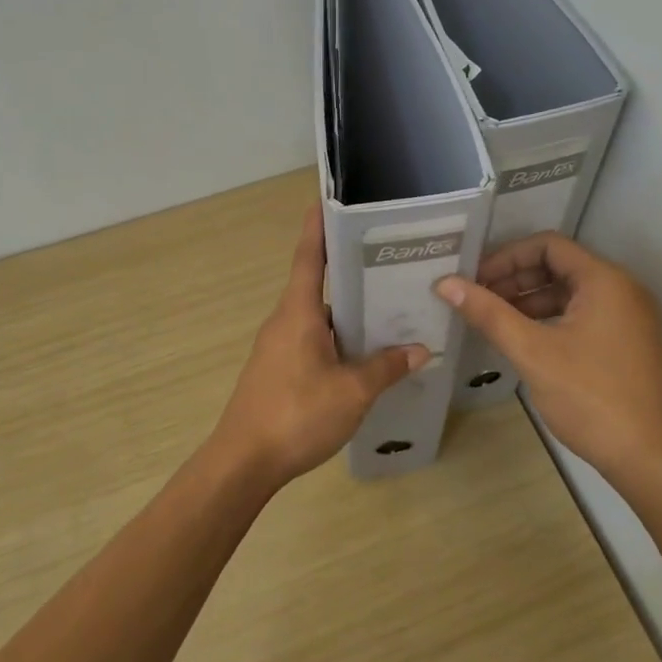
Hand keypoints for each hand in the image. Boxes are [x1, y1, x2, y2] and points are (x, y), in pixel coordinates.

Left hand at [210, 204, 428, 487]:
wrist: (243, 462)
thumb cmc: (296, 415)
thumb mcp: (351, 392)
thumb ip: (385, 367)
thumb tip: (418, 349)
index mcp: (298, 313)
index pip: (309, 257)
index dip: (318, 227)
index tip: (329, 200)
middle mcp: (284, 322)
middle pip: (317, 285)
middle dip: (348, 270)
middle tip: (388, 260)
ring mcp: (278, 347)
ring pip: (317, 318)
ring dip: (347, 311)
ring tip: (386, 308)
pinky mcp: (277, 371)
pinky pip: (312, 341)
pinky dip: (337, 338)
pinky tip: (362, 355)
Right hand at [436, 233, 661, 491]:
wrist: (650, 459)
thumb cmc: (591, 397)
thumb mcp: (532, 352)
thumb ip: (489, 313)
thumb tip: (446, 284)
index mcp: (605, 281)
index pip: (548, 245)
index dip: (506, 257)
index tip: (475, 280)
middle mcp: (622, 290)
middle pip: (559, 266)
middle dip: (514, 279)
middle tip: (477, 300)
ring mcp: (628, 319)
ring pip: (570, 294)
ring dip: (529, 301)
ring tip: (492, 321)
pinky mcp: (627, 344)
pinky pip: (582, 316)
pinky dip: (549, 321)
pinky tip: (523, 341)